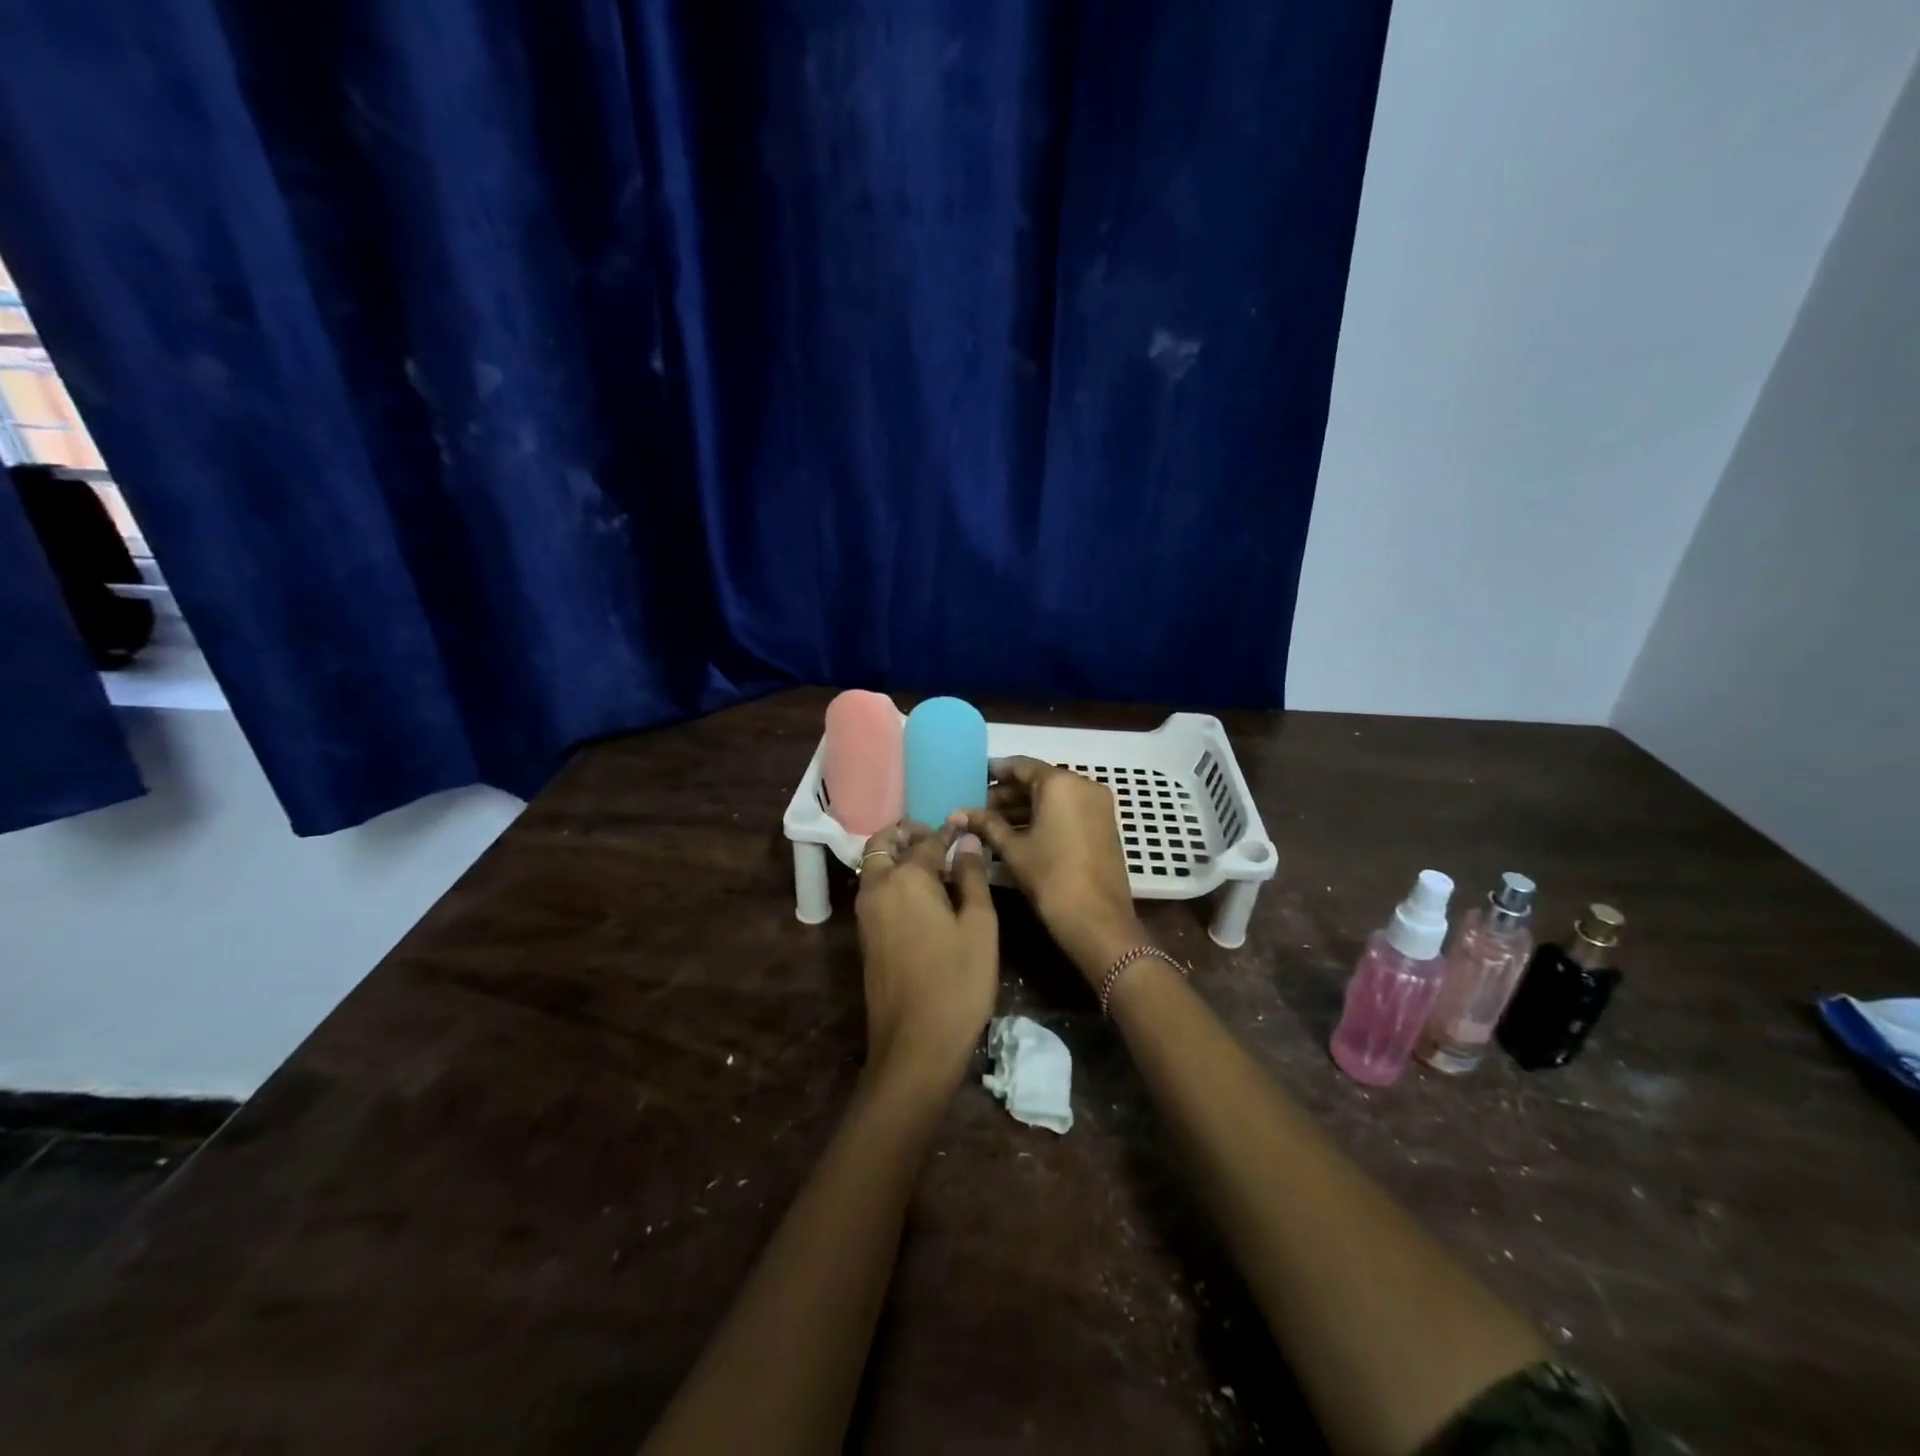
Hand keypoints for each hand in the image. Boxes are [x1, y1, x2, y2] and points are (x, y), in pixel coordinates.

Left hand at [855, 821, 998, 1091]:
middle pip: (883, 843)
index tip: (964, 824)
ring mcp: (865, 913)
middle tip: (937, 838)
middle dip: (907, 833)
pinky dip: (890, 876)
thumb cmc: (957, 982)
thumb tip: (966, 844)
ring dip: (896, 854)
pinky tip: (922, 893)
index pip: (927, 840)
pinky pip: (874, 889)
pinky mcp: (865, 935)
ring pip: (874, 866)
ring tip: (933, 863)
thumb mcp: (979, 927)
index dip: (948, 831)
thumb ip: (972, 878)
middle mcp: (877, 887)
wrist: (915, 1044)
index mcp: (906, 878)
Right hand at [962, 757, 1141, 985]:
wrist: (1097, 919)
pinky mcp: (1103, 824)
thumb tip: (958, 813)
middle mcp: (1083, 785)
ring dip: (1024, 807)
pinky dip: (1044, 816)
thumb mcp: (1013, 849)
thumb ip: (986, 825)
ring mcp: (1097, 805)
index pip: (1021, 766)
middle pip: (1038, 780)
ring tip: (992, 824)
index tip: (974, 779)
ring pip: (1054, 797)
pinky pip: (1068, 809)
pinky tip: (1018, 833)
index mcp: (1060, 782)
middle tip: (979, 809)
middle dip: (1008, 794)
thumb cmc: (1050, 877)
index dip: (995, 772)